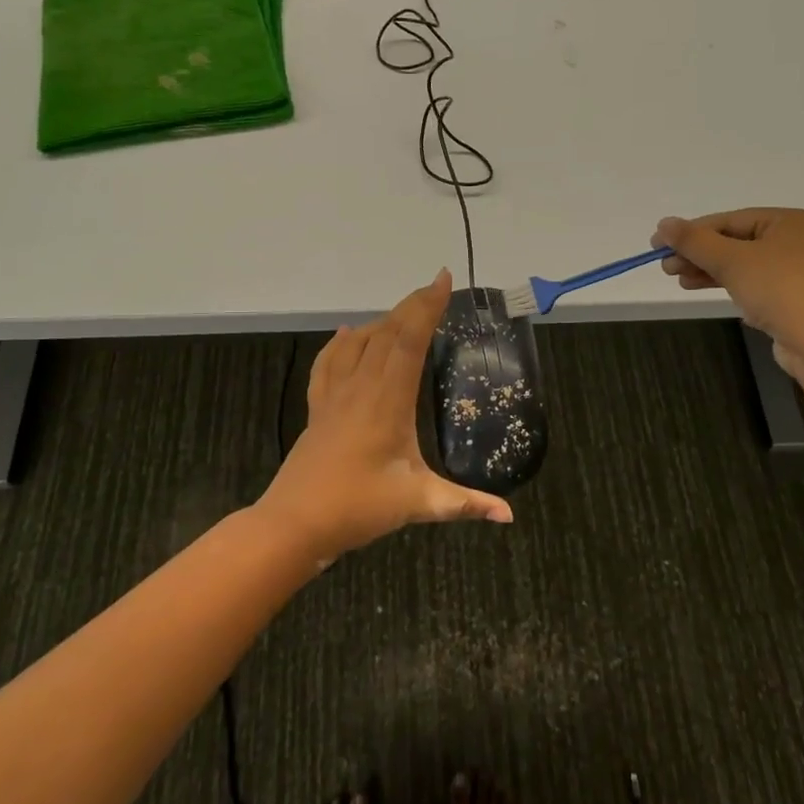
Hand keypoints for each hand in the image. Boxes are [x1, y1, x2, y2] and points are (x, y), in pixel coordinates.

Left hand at [255, 270, 511, 562]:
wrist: (295, 523)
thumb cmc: (358, 508)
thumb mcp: (418, 504)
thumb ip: (465, 504)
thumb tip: (508, 516)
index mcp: (388, 400)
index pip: (409, 341)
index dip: (427, 307)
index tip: (443, 280)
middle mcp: (361, 387)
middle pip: (386, 332)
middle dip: (412, 306)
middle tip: (434, 289)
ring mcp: (335, 395)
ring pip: (358, 342)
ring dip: (382, 321)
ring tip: (403, 312)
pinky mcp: (318, 407)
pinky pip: (329, 363)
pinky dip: (341, 342)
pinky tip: (346, 333)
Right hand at [651, 209, 803, 378]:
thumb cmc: (782, 290)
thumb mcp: (732, 260)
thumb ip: (695, 241)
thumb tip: (663, 223)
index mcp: (791, 221)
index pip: (730, 220)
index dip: (691, 232)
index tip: (658, 245)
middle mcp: (800, 241)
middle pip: (736, 242)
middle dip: (699, 254)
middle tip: (666, 267)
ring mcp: (802, 273)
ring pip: (745, 265)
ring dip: (709, 271)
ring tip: (680, 281)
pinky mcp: (799, 300)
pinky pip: (756, 285)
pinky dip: (730, 286)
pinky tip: (707, 292)